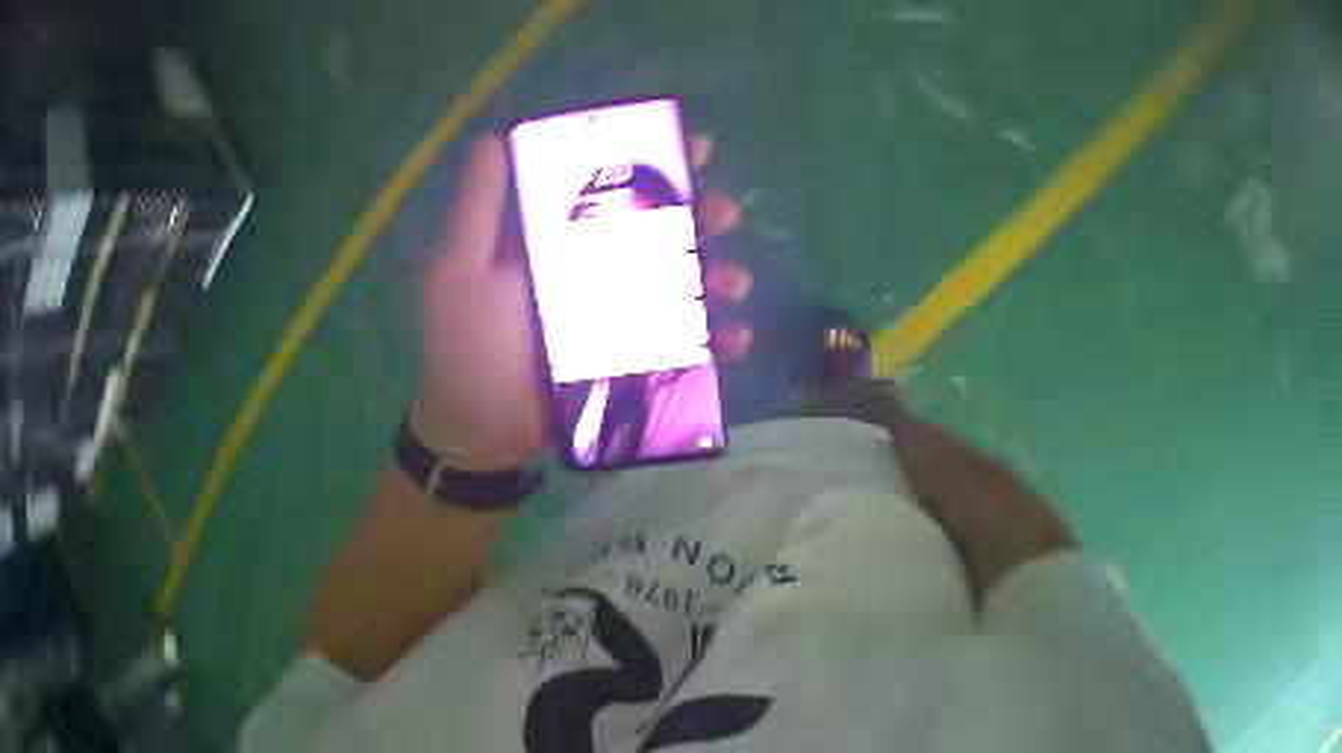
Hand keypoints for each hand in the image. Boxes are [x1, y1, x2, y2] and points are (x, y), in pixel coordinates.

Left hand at [419, 132, 751, 470]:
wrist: (479, 432)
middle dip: (700, 216)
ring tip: (733, 283)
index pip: (613, 190)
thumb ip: (477, 209)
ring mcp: (619, 318)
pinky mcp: (634, 362)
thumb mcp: (459, 271)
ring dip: (716, 276)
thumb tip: (491, 137)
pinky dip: (716, 341)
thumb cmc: (465, 347)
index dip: (654, 164)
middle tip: (725, 214)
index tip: (693, 147)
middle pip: (659, 233)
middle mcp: (595, 271)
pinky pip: (683, 345)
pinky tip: (736, 339)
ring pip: (680, 285)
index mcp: (559, 242)